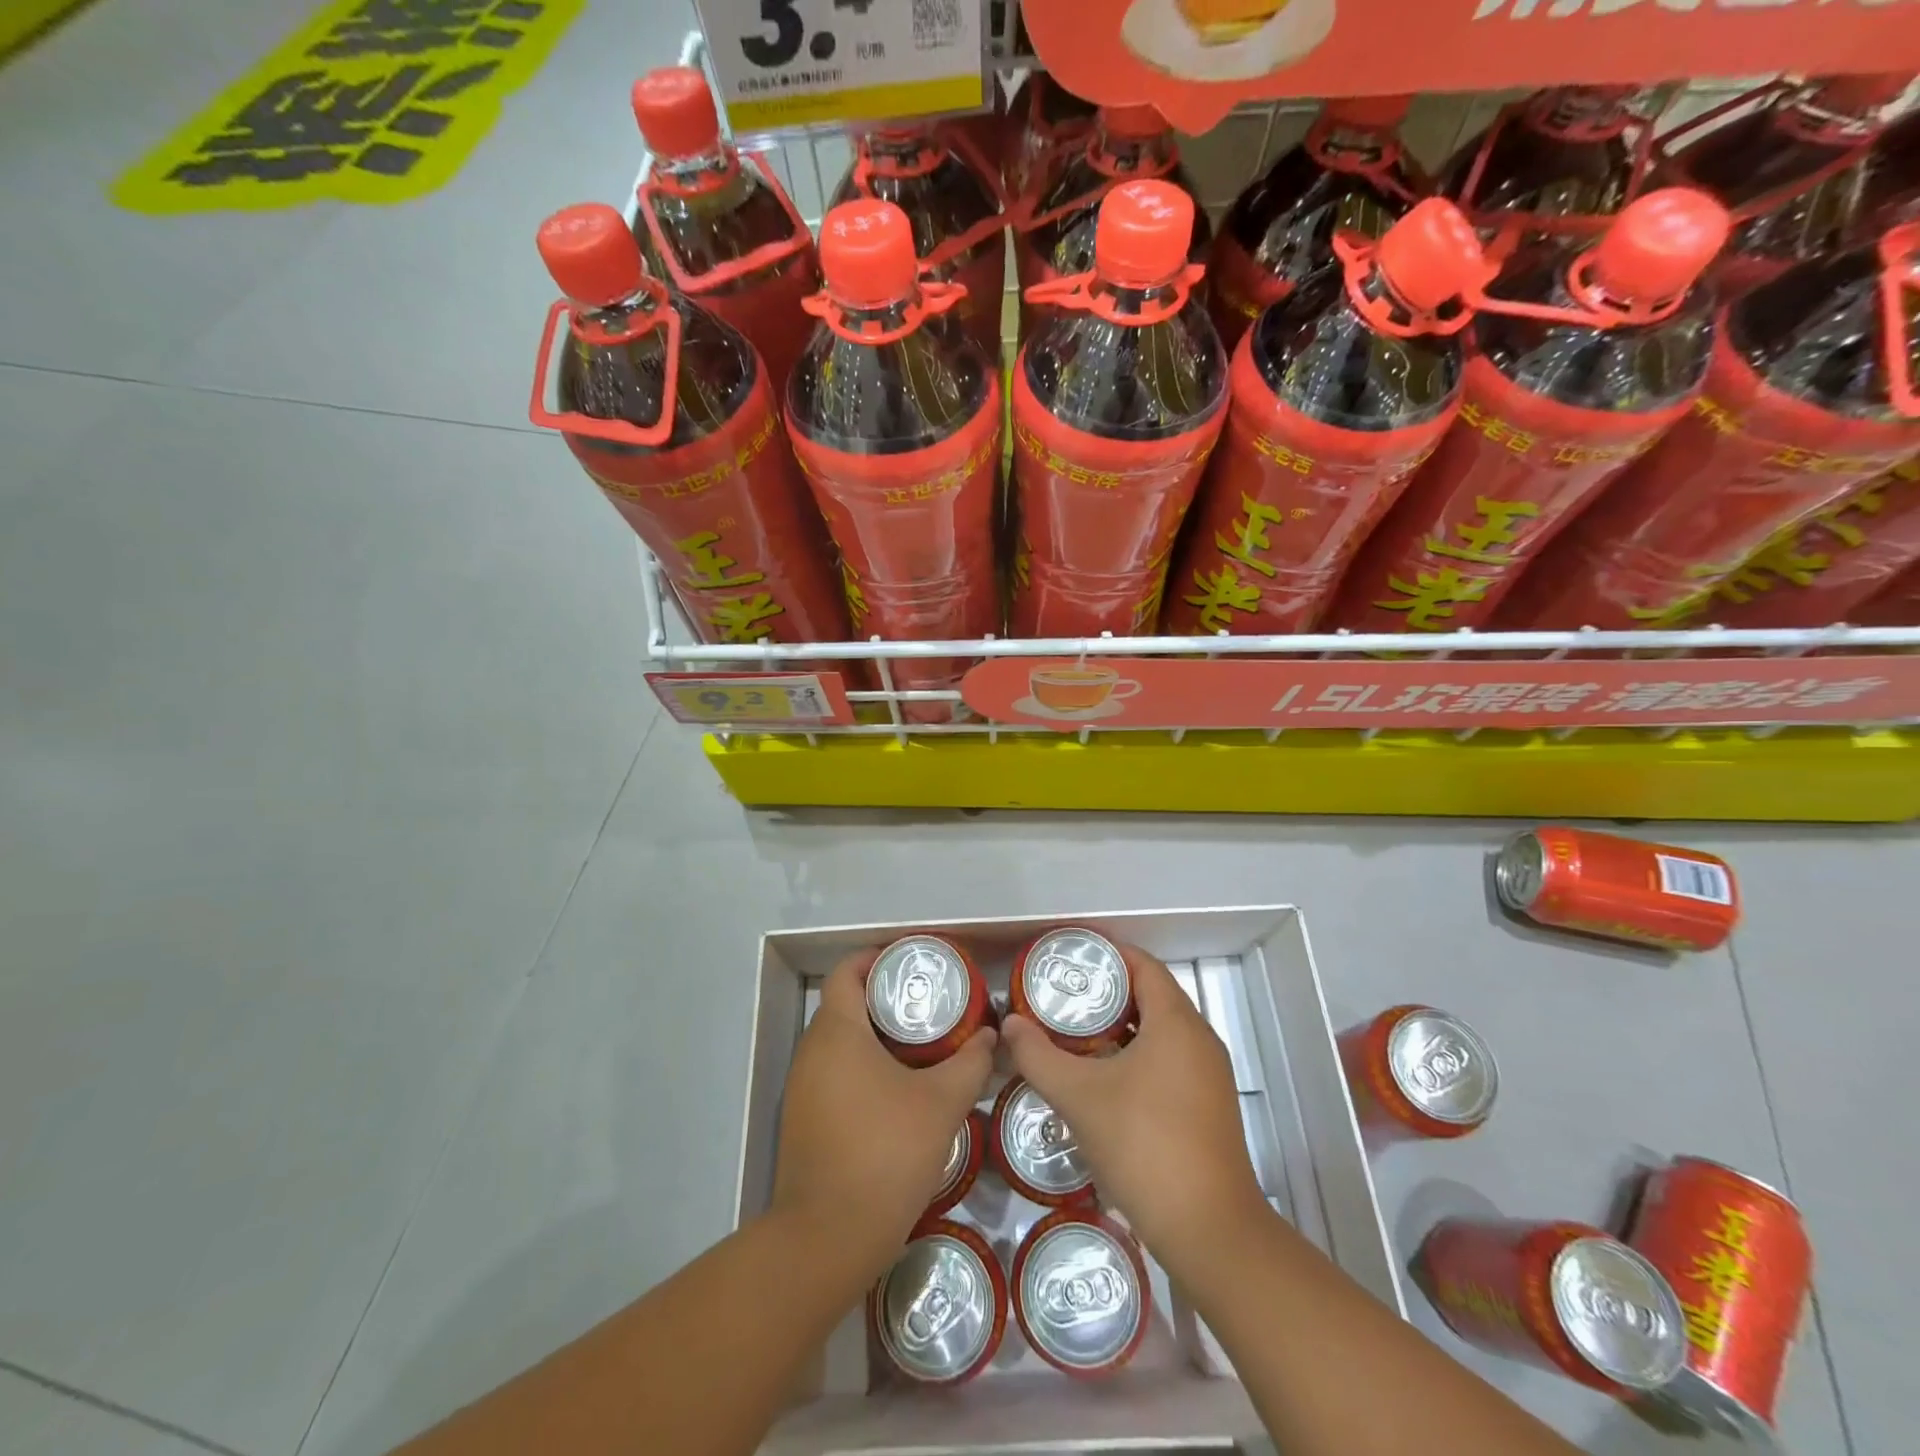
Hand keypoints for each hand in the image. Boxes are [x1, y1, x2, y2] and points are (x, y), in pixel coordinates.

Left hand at [771, 950, 995, 1275]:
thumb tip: (990, 1037)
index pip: (849, 971)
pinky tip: (901, 1088)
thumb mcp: (941, 1104)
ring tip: (925, 1042)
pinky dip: (866, 1066)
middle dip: (888, 997)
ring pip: (842, 1042)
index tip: (915, 963)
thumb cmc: (884, 1154)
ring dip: (878, 1035)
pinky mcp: (806, 1120)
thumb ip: (970, 1063)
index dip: (879, 957)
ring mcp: (804, 1088)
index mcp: (837, 1032)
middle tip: (932, 1003)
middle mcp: (812, 1052)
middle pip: (847, 1004)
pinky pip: (836, 1073)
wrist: (827, 1239)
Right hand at [1001, 942, 1267, 1278]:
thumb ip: (1039, 1055)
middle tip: (1061, 995)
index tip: (1068, 957)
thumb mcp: (1079, 1096)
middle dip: (1106, 991)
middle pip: (1151, 995)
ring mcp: (1208, 1075)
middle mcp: (1199, 1039)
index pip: (1143, 965)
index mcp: (1176, 1023)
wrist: (1210, 1232)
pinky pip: (1169, 1059)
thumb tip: (1009, 1024)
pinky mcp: (1208, 1106)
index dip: (1106, 954)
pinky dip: (1136, 1054)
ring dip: (1120, 1026)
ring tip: (1074, 1032)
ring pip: (1160, 1031)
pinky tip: (1103, 1077)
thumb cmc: (1143, 1146)